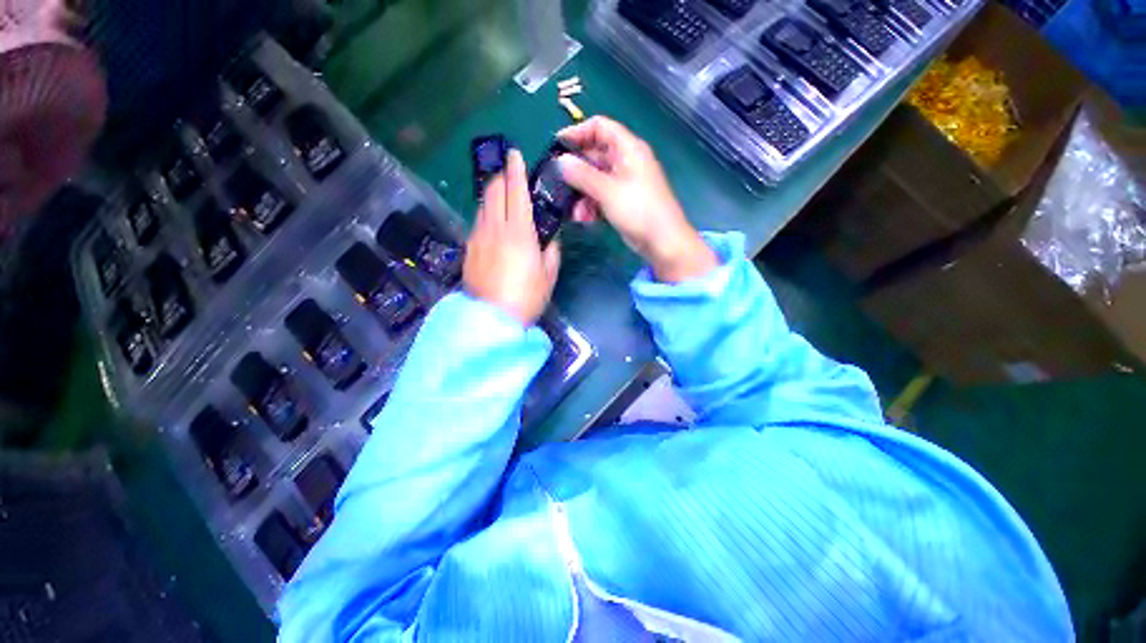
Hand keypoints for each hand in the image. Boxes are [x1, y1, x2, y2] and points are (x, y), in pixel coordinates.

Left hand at [463, 149, 560, 324]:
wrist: (493, 318)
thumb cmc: (527, 297)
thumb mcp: (549, 274)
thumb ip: (551, 249)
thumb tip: (549, 236)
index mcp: (519, 232)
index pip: (515, 190)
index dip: (515, 169)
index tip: (515, 154)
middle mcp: (495, 227)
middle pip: (493, 190)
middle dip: (501, 177)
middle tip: (511, 177)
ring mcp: (478, 237)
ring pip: (483, 205)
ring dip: (492, 195)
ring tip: (502, 199)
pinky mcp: (469, 249)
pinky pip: (478, 222)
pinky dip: (486, 214)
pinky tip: (493, 224)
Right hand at [557, 116, 716, 282]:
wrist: (662, 241)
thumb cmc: (639, 210)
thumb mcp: (608, 191)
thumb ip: (582, 175)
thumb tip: (560, 162)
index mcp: (628, 149)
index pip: (600, 127)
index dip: (577, 132)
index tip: (556, 146)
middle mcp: (625, 162)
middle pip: (594, 156)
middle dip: (576, 172)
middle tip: (557, 184)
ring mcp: (623, 183)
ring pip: (595, 180)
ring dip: (581, 194)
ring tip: (575, 212)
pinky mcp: (621, 202)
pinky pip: (600, 196)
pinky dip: (591, 206)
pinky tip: (584, 219)